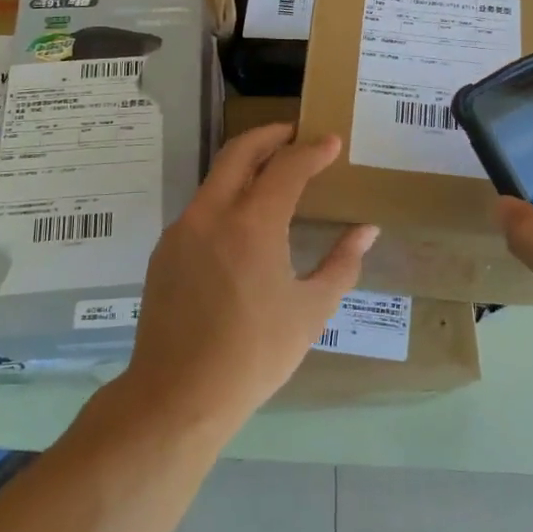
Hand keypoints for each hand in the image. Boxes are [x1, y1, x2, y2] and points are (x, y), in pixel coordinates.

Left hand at [121, 124, 377, 429]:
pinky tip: (244, 222)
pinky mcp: (166, 251)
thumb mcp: (311, 310)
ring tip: (274, 174)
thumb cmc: (254, 354)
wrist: (177, 396)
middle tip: (296, 135)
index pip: (287, 166)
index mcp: (252, 223)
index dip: (312, 150)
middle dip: (271, 135)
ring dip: (247, 165)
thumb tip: (366, 231)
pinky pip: (202, 207)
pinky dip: (228, 196)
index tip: (332, 142)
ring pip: (216, 177)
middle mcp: (212, 213)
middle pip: (240, 151)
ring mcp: (183, 230)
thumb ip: (342, 263)